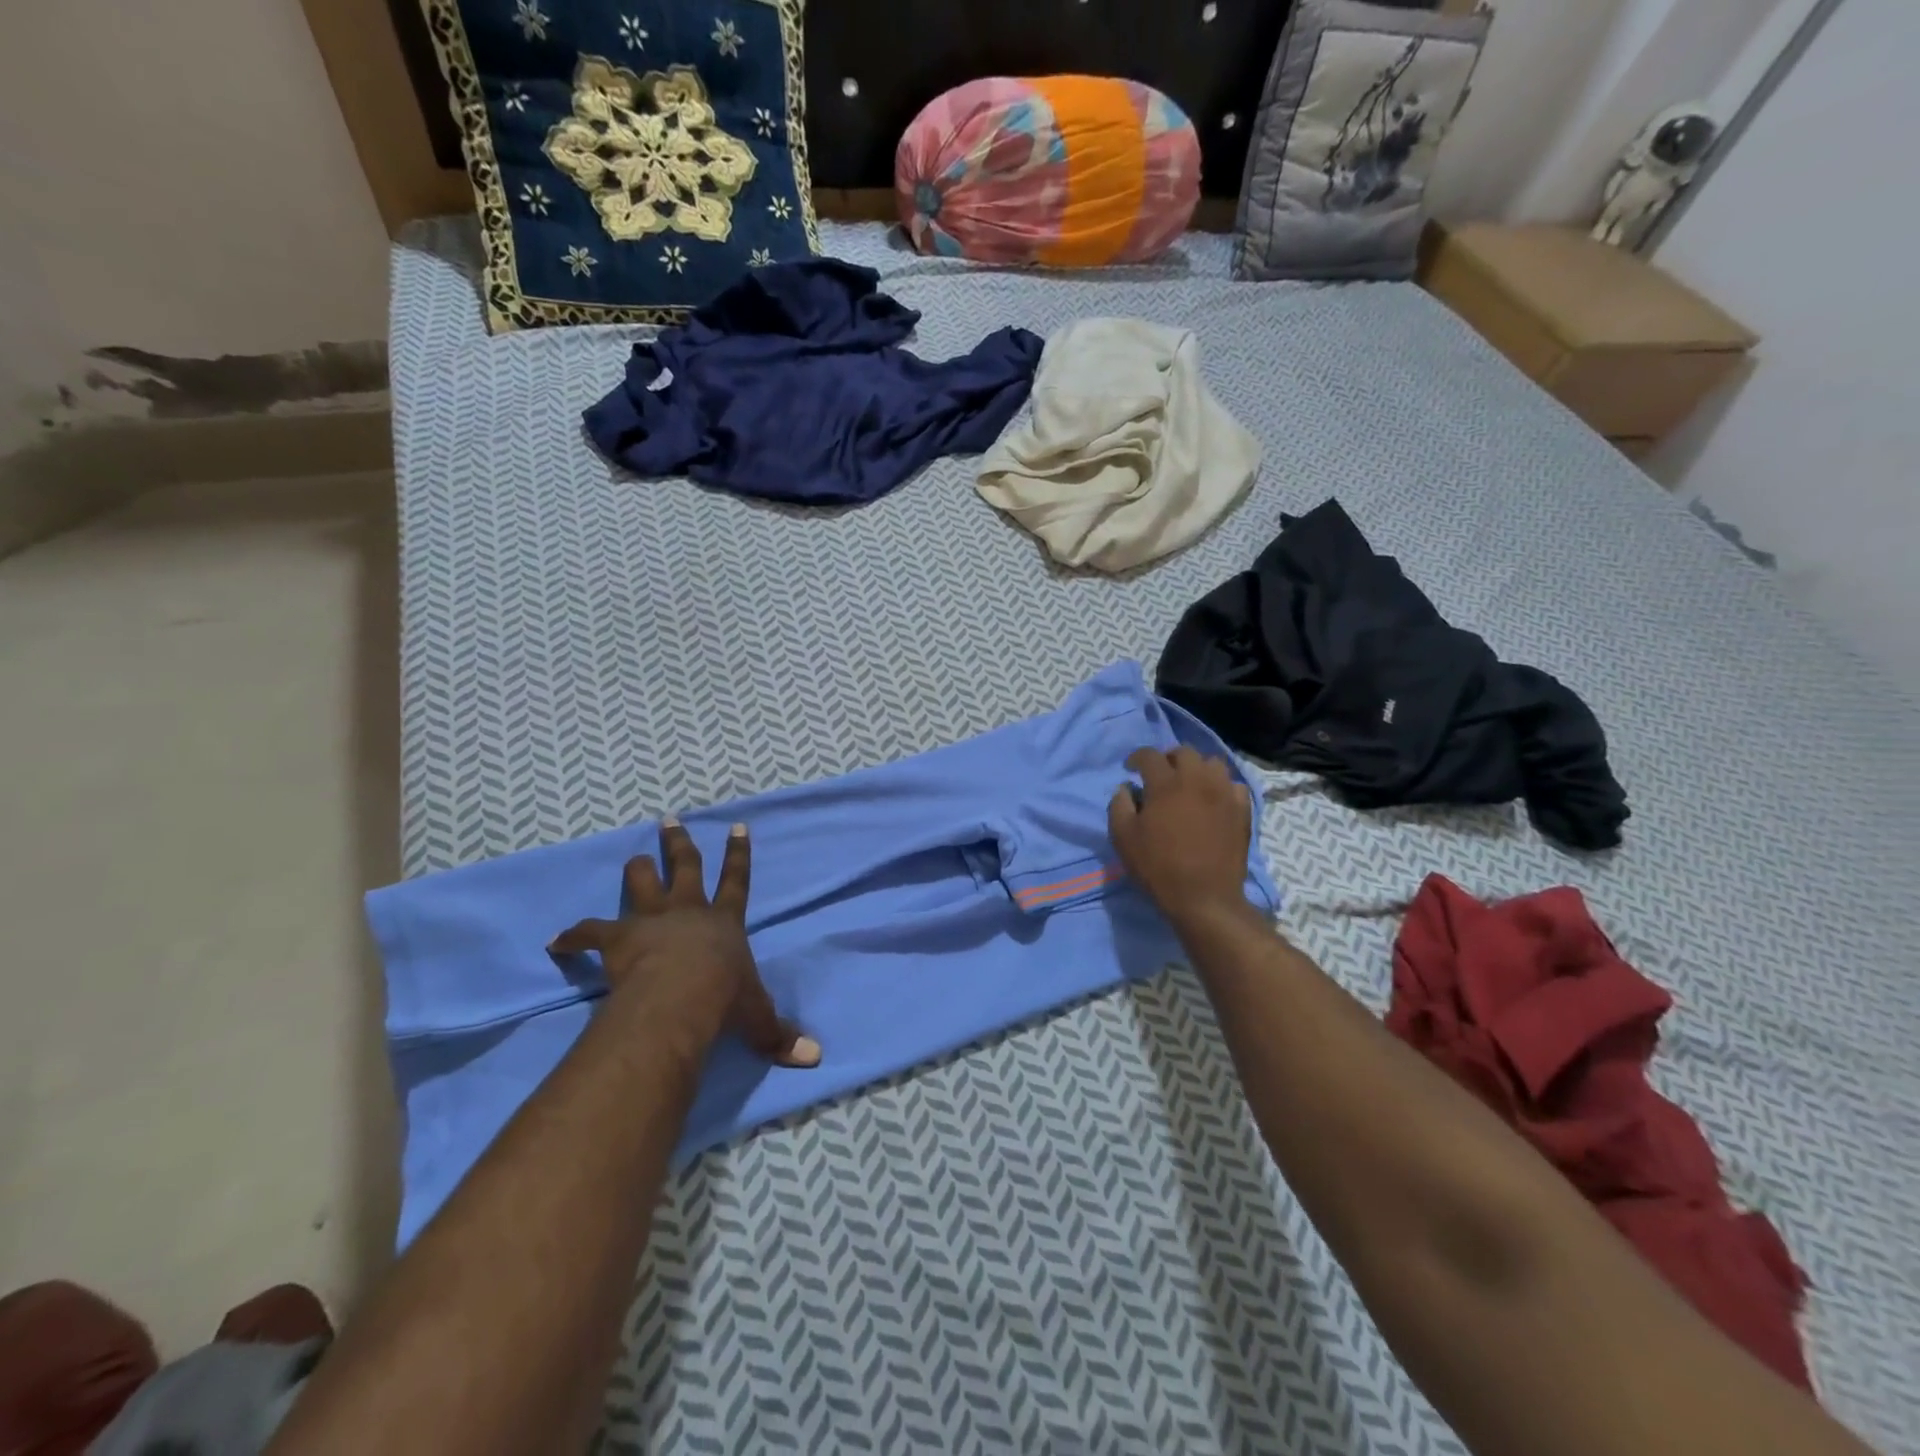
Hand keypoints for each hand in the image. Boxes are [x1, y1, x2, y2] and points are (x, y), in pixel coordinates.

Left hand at [549, 820, 820, 1068]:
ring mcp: (653, 919)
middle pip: (686, 867)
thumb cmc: (724, 999)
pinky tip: (556, 943)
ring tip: (634, 858)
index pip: (737, 880)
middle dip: (679, 844)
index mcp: (725, 921)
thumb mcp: (757, 1017)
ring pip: (643, 883)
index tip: (737, 826)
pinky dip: (573, 936)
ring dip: (637, 869)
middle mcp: (690, 910)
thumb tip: (814, 1058)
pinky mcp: (620, 938)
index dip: (739, 853)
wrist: (681, 996)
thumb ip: (779, 1034)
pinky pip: (591, 931)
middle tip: (669, 821)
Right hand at [1109, 747, 1254, 928]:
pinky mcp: (1242, 810)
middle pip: (1184, 752)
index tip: (1130, 769)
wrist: (1205, 898)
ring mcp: (1224, 793)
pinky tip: (1213, 801)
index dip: (1136, 758)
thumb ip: (1119, 805)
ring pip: (1212, 763)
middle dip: (1168, 758)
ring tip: (1189, 785)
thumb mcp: (1123, 838)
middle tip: (1160, 775)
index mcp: (1166, 784)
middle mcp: (1197, 779)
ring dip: (1197, 768)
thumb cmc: (1158, 867)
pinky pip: (1233, 785)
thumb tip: (1126, 788)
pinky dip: (1221, 787)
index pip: (1149, 755)